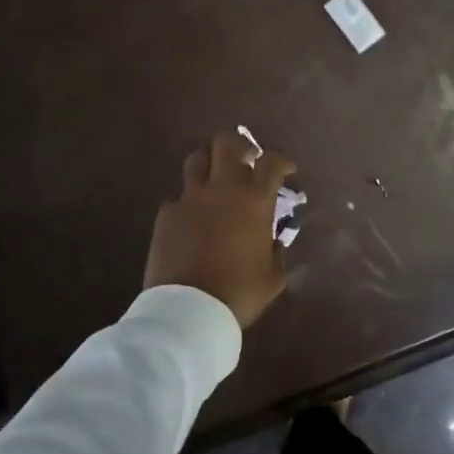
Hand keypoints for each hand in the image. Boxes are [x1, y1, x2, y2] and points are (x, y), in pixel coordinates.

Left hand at [145, 133, 296, 328]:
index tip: (287, 170)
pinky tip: (192, 218)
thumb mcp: (273, 277)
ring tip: (215, 180)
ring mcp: (190, 198)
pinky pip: (178, 196)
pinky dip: (188, 201)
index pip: (272, 162)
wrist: (188, 309)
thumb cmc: (239, 293)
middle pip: (227, 144)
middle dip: (240, 147)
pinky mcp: (166, 214)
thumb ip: (276, 251)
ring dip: (210, 164)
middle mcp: (222, 188)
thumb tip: (273, 240)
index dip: (282, 161)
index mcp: (254, 200)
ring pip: (197, 159)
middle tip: (247, 161)